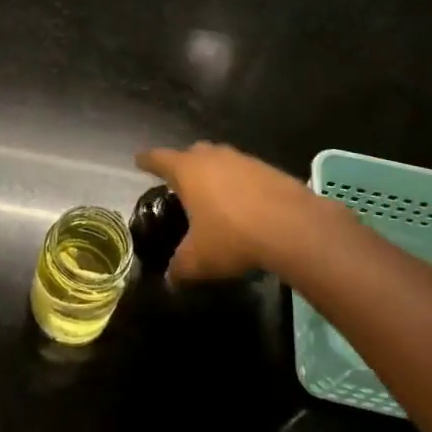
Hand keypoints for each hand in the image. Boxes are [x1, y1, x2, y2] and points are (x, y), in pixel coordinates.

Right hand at [135, 142, 327, 282]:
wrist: (293, 227)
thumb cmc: (233, 236)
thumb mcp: (199, 259)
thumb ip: (180, 267)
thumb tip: (170, 278)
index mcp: (187, 170)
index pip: (159, 158)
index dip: (147, 160)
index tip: (139, 160)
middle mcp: (213, 157)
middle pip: (192, 152)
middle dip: (184, 163)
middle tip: (180, 181)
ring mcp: (243, 160)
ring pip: (222, 159)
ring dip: (215, 172)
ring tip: (214, 194)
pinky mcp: (270, 169)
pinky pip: (246, 172)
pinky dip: (241, 184)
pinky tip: (246, 204)